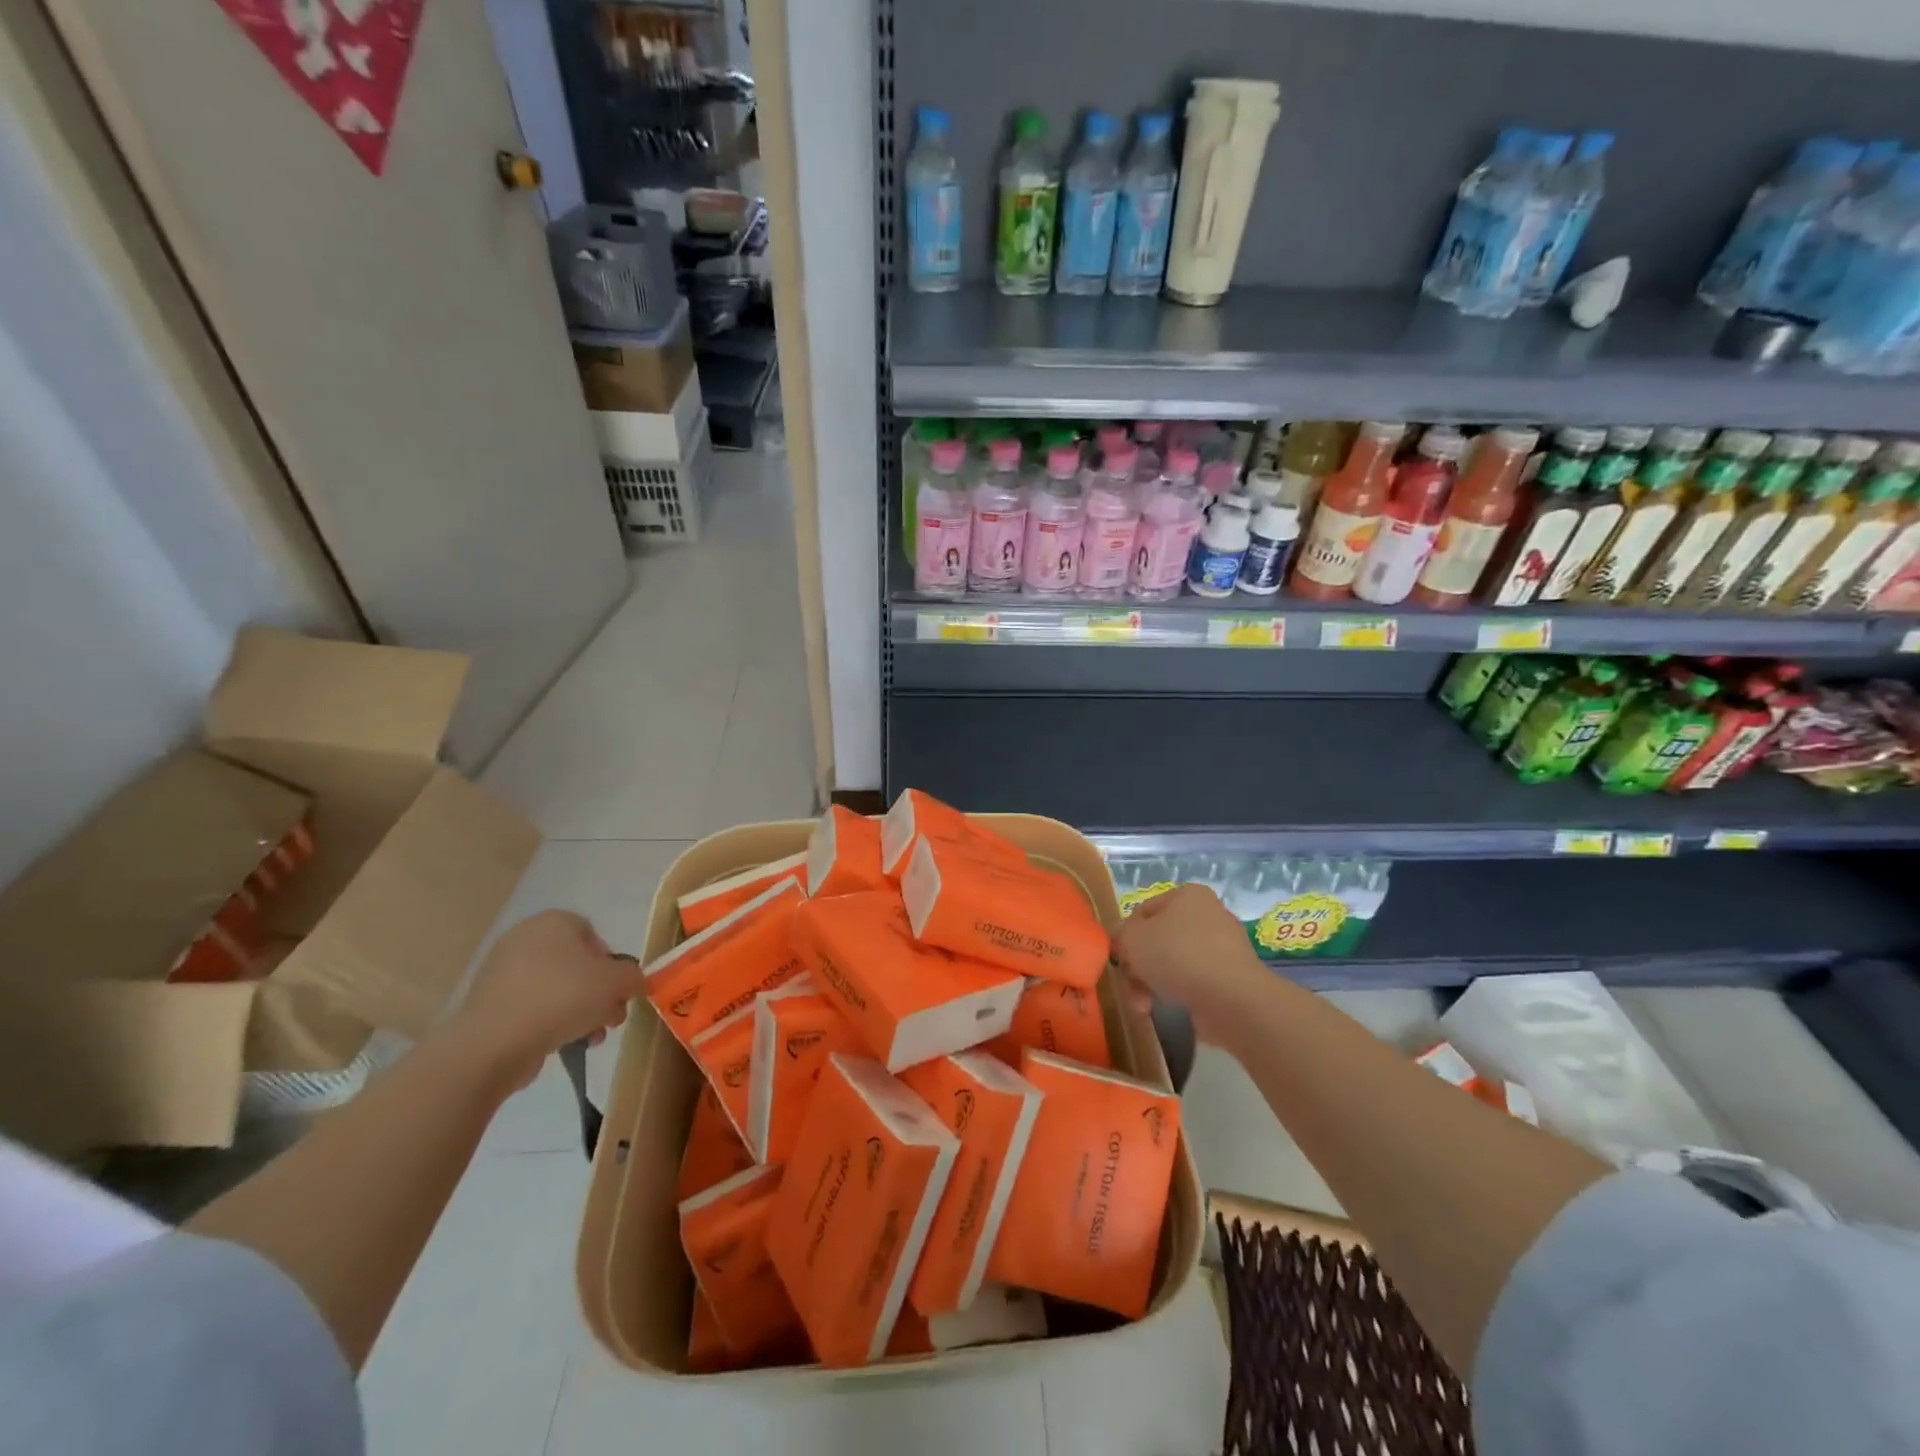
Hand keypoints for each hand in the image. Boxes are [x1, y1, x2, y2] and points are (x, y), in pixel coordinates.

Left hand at [447, 911, 647, 1089]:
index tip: (617, 991)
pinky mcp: (487, 1004)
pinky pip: (531, 1008)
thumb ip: (633, 977)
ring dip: (579, 1012)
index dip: (612, 964)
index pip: (594, 936)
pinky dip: (549, 1023)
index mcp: (554, 922)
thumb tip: (631, 983)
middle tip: (609, 1018)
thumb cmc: (562, 997)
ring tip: (590, 1038)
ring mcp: (501, 972)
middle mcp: (525, 938)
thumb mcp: (617, 982)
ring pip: (555, 989)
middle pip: (576, 965)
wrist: (494, 1044)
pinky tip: (562, 1045)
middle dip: (597, 993)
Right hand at [1113, 885, 1268, 1044]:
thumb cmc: (1177, 956)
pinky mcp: (1231, 978)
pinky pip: (1194, 982)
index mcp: (1188, 895)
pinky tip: (1168, 1010)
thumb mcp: (1132, 939)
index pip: (1143, 911)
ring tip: (1144, 1007)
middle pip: (1158, 941)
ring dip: (1152, 985)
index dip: (1126, 937)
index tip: (1120, 961)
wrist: (1232, 999)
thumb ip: (1119, 935)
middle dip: (1139, 968)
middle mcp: (1208, 915)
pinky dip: (1178, 995)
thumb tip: (1122, 941)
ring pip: (1173, 964)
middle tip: (1132, 987)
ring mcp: (1223, 948)